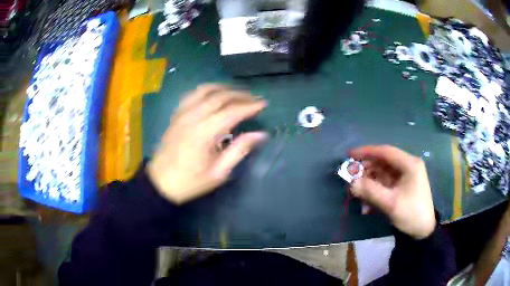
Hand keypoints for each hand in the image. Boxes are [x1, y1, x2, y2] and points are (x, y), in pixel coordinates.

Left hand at [146, 84, 267, 203]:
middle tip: (254, 98)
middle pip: (219, 97)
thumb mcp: (218, 173)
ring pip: (205, 90)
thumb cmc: (190, 181)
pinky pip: (192, 94)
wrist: (160, 182)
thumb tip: (260, 134)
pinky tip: (214, 94)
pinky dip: (207, 90)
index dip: (249, 106)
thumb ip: (239, 151)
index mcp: (203, 133)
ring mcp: (182, 113)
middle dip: (240, 95)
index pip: (231, 112)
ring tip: (237, 92)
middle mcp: (192, 117)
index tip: (263, 104)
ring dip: (223, 88)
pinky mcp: (176, 114)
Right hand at [349, 145, 435, 238]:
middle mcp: (407, 166)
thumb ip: (371, 191)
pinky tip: (368, 205)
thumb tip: (352, 183)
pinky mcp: (402, 186)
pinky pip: (385, 184)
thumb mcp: (391, 204)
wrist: (423, 231)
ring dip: (369, 183)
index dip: (367, 151)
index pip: (385, 152)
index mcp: (409, 164)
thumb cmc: (411, 214)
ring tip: (358, 195)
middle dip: (366, 170)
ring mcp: (405, 176)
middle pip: (383, 162)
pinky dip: (375, 191)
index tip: (350, 155)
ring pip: (382, 174)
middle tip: (351, 178)